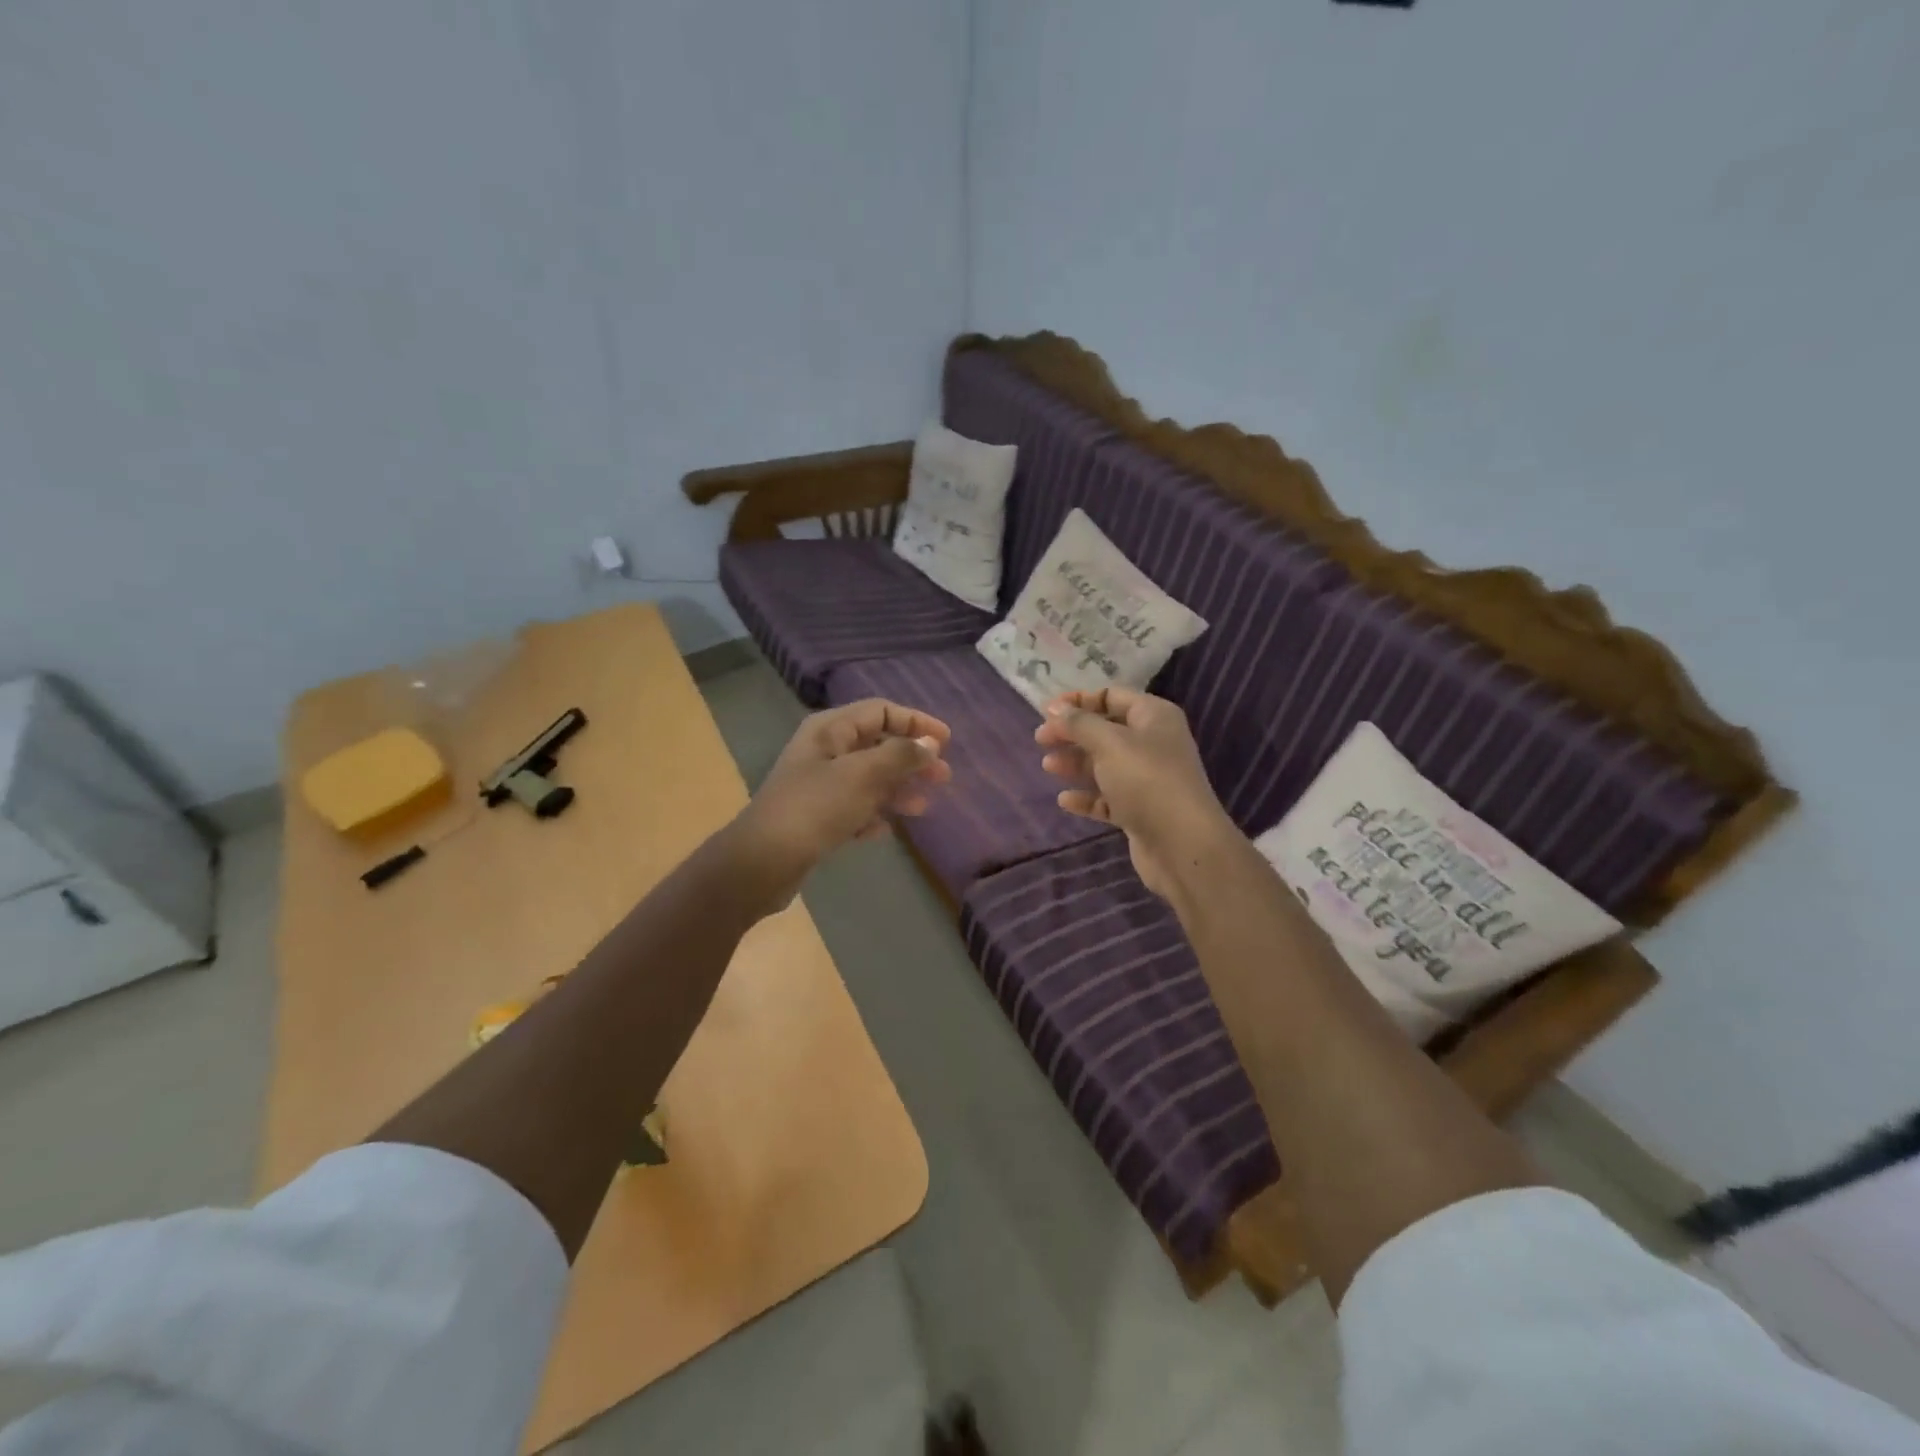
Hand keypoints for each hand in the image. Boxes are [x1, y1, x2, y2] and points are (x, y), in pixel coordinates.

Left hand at [729, 698, 951, 905]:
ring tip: (922, 808)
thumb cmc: (815, 808)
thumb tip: (929, 742)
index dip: (915, 722)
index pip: (881, 711)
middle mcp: (824, 751)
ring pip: (868, 779)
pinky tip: (886, 830)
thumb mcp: (863, 775)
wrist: (763, 861)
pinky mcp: (816, 817)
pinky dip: (873, 815)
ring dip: (897, 789)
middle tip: (943, 777)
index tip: (946, 741)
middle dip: (911, 759)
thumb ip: (900, 755)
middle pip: (877, 745)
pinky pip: (854, 808)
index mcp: (830, 730)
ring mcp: (818, 785)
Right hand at [1036, 688, 1234, 898]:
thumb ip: (1079, 723)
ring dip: (1075, 763)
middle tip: (1040, 740)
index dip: (1078, 701)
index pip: (1112, 696)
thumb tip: (1054, 708)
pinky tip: (1065, 800)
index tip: (1046, 711)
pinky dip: (1087, 797)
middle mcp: (1153, 743)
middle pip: (1105, 730)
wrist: (1182, 844)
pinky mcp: (1140, 811)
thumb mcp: (1109, 743)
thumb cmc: (1146, 780)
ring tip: (1048, 767)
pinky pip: (1108, 797)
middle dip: (1072, 733)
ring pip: (1104, 764)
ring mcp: (1147, 779)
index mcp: (1153, 717)